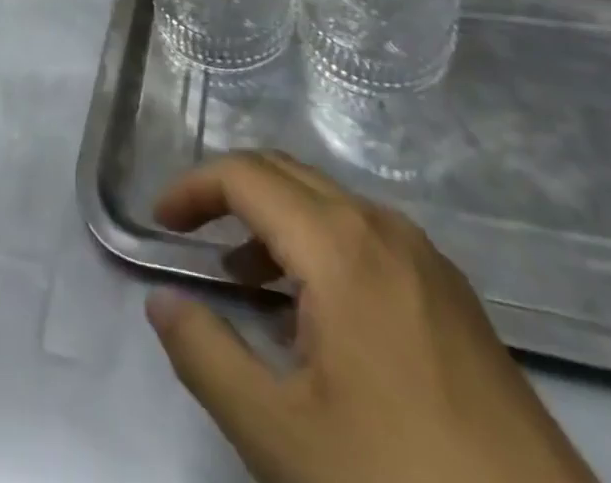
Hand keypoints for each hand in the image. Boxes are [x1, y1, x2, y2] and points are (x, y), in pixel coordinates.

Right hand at [147, 152, 597, 482]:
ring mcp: (425, 257)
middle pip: (286, 174)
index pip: (246, 176)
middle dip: (229, 195)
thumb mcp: (280, 437)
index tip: (159, 222)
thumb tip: (161, 301)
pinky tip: (313, 318)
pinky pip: (366, 239)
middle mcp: (382, 226)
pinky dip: (319, 249)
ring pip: (328, 205)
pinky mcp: (452, 294)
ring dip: (274, 223)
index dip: (193, 189)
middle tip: (189, 236)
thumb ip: (207, 357)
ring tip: (242, 280)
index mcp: (339, 244)